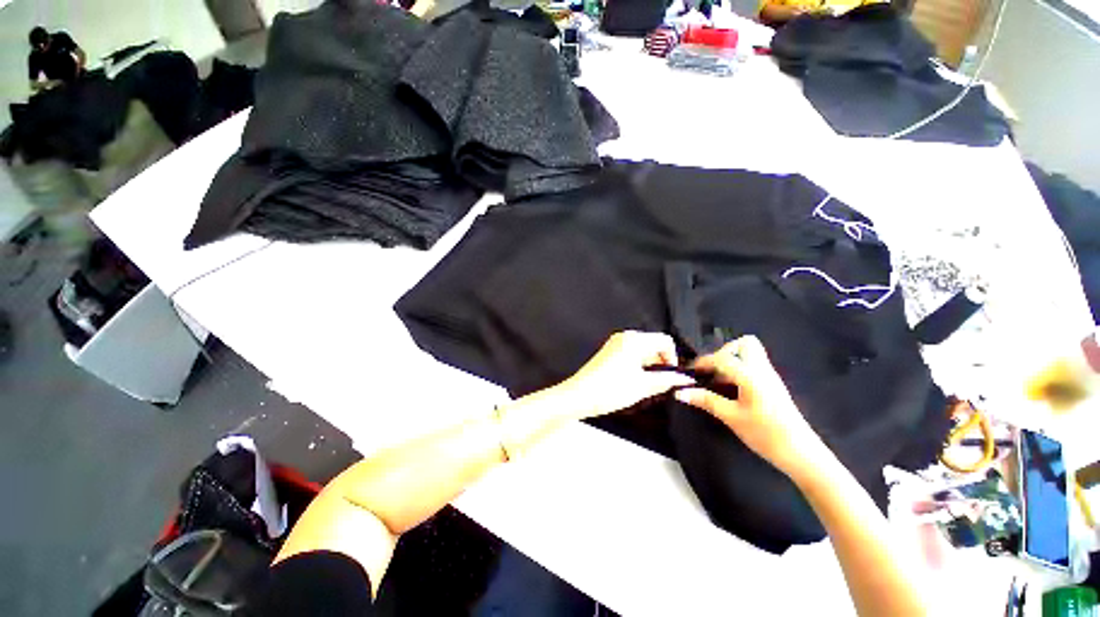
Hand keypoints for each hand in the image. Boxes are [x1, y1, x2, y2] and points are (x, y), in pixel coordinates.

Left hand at [552, 331, 694, 420]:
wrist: (579, 396)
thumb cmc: (608, 390)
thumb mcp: (643, 386)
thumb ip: (666, 380)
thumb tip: (683, 378)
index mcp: (634, 340)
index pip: (665, 340)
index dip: (673, 358)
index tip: (672, 375)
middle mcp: (624, 338)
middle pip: (653, 344)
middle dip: (661, 362)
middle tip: (661, 383)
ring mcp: (615, 344)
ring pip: (642, 350)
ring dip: (649, 365)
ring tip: (646, 385)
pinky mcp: (609, 352)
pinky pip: (631, 354)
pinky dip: (638, 365)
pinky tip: (633, 382)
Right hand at [673, 336, 833, 481]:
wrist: (801, 454)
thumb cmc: (765, 435)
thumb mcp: (731, 417)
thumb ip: (706, 400)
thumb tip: (680, 392)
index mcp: (751, 375)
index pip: (722, 358)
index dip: (703, 362)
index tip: (689, 372)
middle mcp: (762, 370)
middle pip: (745, 344)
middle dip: (725, 351)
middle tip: (712, 370)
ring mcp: (770, 377)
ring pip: (751, 354)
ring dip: (732, 360)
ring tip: (719, 380)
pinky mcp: (773, 386)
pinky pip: (754, 366)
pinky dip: (739, 369)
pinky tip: (732, 389)